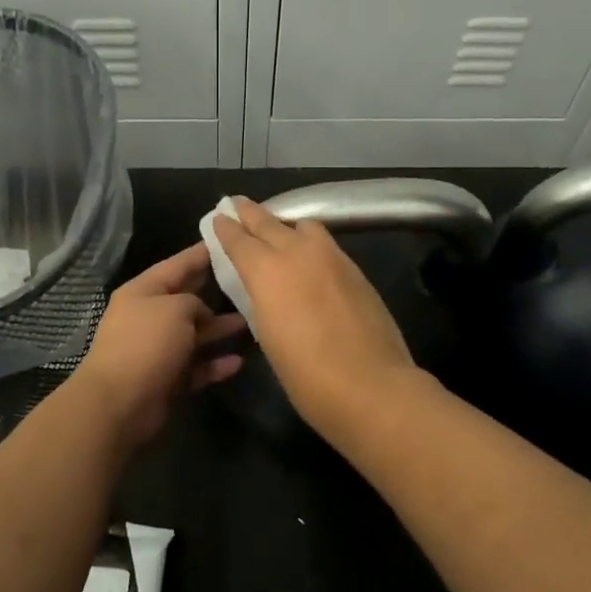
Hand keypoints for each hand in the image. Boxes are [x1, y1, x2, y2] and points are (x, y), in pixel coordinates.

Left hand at [69, 242, 244, 451]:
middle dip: (215, 291)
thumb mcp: (175, 308)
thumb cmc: (146, 343)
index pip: (177, 265)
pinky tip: (238, 361)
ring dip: (220, 329)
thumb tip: (201, 315)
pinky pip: (196, 367)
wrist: (120, 402)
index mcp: (143, 291)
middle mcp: (149, 316)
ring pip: (195, 334)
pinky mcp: (167, 379)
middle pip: (187, 299)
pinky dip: (214, 364)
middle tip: (248, 280)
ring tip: (253, 322)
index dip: (201, 253)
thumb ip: (195, 302)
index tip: (225, 239)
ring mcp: (157, 350)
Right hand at [210, 198, 417, 437]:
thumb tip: (263, 288)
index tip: (220, 217)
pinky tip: (309, 258)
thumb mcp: (268, 336)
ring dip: (286, 225)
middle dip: (251, 213)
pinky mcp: (356, 270)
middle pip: (269, 222)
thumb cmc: (306, 374)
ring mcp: (332, 257)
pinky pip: (326, 244)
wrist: (371, 386)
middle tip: (238, 205)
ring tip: (279, 232)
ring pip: (303, 226)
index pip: (239, 239)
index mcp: (267, 270)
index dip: (226, 228)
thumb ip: (261, 300)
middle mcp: (298, 252)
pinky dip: (311, 243)